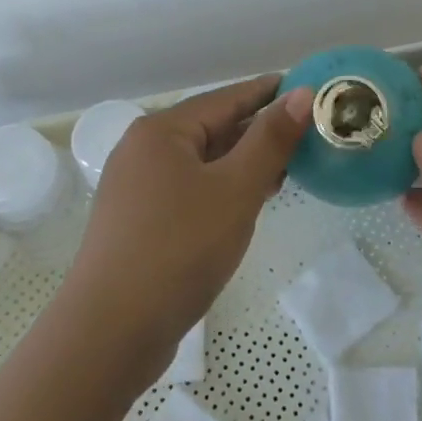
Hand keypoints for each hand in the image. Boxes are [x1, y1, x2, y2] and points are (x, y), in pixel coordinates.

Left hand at [64, 75, 313, 381]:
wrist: (111, 332)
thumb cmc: (179, 249)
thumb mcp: (235, 190)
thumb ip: (270, 140)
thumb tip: (301, 93)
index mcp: (161, 131)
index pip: (226, 98)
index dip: (269, 92)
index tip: (309, 88)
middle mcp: (143, 150)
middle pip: (212, 128)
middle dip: (259, 131)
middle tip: (309, 134)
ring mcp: (137, 188)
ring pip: (202, 162)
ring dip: (243, 163)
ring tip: (289, 166)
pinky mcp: (140, 222)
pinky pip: (191, 190)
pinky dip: (223, 188)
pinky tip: (250, 201)